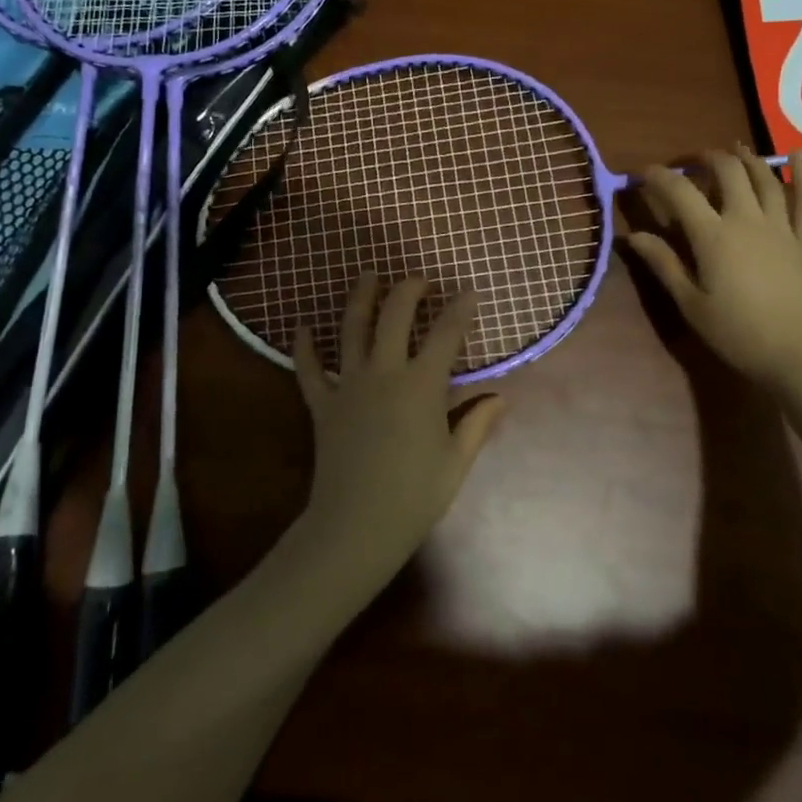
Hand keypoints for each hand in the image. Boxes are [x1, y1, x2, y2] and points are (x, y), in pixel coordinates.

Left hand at [291, 274, 503, 597]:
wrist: (356, 526)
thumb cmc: (414, 495)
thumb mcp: (456, 461)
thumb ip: (477, 423)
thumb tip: (499, 397)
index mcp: (422, 385)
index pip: (446, 334)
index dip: (460, 308)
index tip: (470, 291)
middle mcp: (384, 373)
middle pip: (394, 316)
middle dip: (408, 289)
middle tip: (418, 278)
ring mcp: (348, 385)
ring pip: (351, 328)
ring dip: (361, 297)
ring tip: (369, 275)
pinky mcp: (322, 403)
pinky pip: (308, 368)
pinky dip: (304, 346)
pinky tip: (302, 325)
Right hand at [624, 147, 801, 389]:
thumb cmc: (738, 333)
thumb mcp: (691, 303)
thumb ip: (663, 264)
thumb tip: (632, 235)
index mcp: (713, 235)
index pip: (680, 192)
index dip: (657, 177)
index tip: (639, 173)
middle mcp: (747, 220)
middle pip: (727, 172)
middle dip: (704, 158)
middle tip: (688, 163)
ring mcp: (781, 228)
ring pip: (764, 179)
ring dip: (745, 158)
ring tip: (731, 150)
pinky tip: (800, 154)